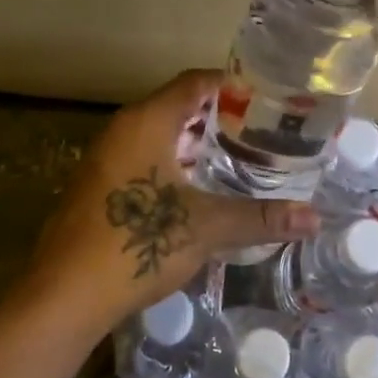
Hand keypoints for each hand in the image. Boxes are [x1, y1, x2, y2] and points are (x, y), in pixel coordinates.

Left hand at [26, 69, 317, 331]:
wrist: (64, 295)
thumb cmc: (136, 243)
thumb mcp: (206, 227)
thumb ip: (260, 217)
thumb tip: (314, 219)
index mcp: (147, 121)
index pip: (195, 82)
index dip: (232, 84)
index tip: (268, 97)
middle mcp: (123, 129)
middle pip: (178, 106)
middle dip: (219, 116)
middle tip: (262, 130)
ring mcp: (106, 157)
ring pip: (160, 134)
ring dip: (196, 143)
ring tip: (240, 157)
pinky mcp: (99, 186)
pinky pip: (144, 158)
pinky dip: (175, 163)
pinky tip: (200, 190)